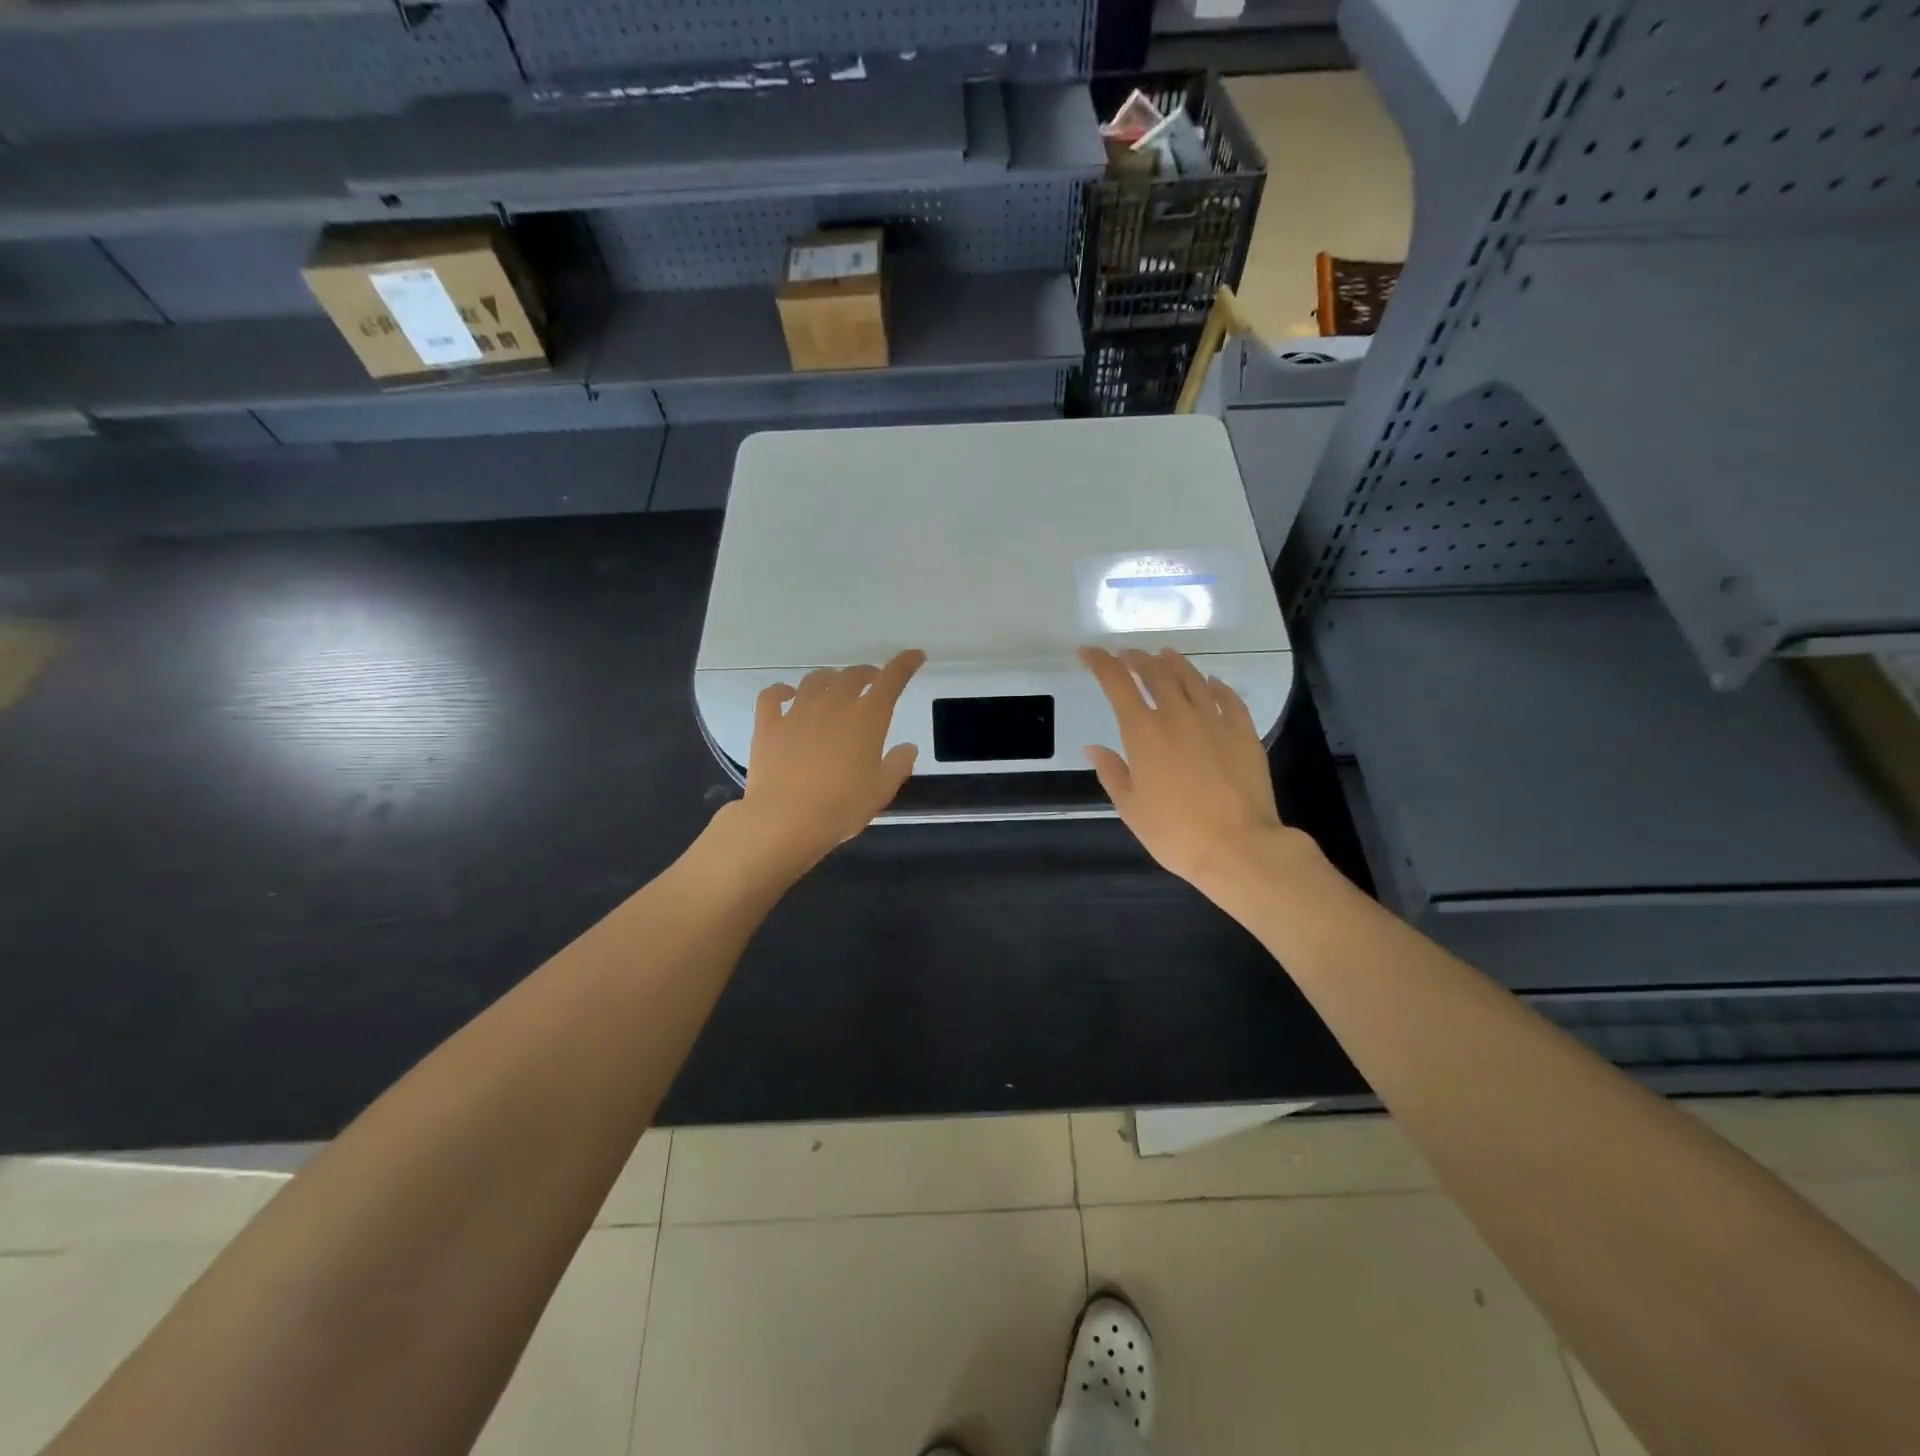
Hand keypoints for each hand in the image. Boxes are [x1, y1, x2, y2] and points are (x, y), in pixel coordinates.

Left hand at [732, 650, 925, 872]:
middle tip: (873, 681)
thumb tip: (907, 747)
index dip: (904, 664)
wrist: (785, 820)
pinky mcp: (769, 725)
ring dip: (829, 678)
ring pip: (815, 680)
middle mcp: (833, 705)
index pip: (891, 680)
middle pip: (852, 676)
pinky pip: (772, 696)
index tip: (914, 656)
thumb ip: (898, 765)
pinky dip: (781, 690)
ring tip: (834, 687)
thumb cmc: (841, 807)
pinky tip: (786, 694)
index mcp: (866, 718)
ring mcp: (797, 712)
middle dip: (866, 673)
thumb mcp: (881, 791)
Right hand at [1079, 645, 1319, 899]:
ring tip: (1165, 655)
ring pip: (1192, 678)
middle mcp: (1178, 716)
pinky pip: (1228, 698)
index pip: (1116, 683)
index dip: (1100, 662)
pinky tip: (1212, 682)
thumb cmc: (1175, 832)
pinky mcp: (1244, 733)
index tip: (1087, 652)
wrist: (1238, 847)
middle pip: (1155, 673)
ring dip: (1174, 663)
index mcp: (1143, 732)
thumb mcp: (1130, 808)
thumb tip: (1094, 748)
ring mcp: (1214, 721)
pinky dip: (1216, 685)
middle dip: (1137, 658)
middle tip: (1127, 655)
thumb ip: (1112, 772)